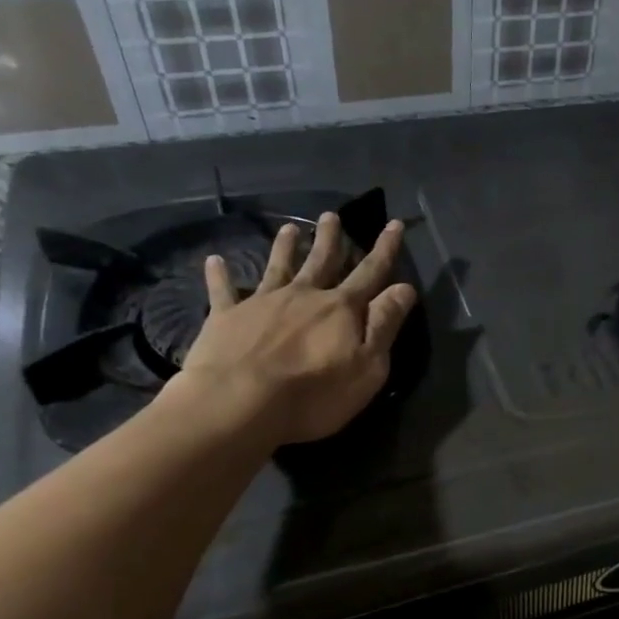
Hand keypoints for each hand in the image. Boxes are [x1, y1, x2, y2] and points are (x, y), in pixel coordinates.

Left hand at [169, 211, 417, 446]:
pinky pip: (223, 291)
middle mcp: (303, 295)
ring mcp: (262, 303)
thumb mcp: (368, 366)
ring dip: (284, 247)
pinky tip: (214, 261)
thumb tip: (404, 288)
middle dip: (330, 238)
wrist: (238, 403)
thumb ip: (385, 325)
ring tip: (289, 228)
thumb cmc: (313, 394)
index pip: (370, 272)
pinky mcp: (226, 317)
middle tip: (331, 215)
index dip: (385, 249)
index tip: (394, 224)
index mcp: (340, 308)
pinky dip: (219, 275)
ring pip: (278, 267)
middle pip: (321, 261)